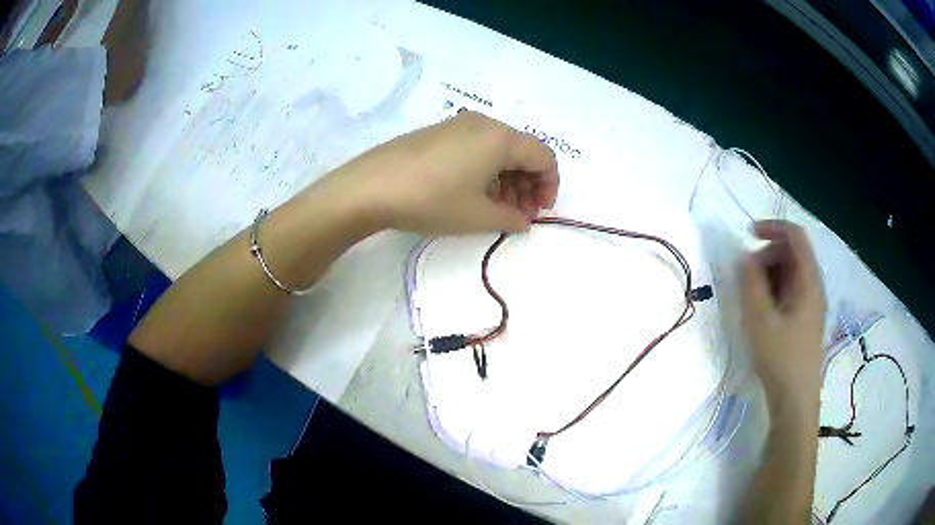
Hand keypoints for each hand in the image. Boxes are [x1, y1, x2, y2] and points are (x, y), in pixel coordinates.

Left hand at [321, 111, 558, 234]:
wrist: (370, 187)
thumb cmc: (432, 200)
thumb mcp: (477, 216)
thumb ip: (511, 218)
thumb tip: (523, 220)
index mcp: (500, 138)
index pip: (543, 156)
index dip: (549, 185)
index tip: (540, 211)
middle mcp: (483, 124)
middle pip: (521, 151)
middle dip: (528, 184)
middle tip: (519, 214)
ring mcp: (457, 125)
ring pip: (498, 150)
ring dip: (507, 179)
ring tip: (496, 209)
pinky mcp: (437, 132)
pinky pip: (475, 147)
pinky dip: (485, 170)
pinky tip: (472, 193)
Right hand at [741, 221, 824, 416]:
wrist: (795, 400)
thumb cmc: (780, 359)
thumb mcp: (760, 321)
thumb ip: (750, 284)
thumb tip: (744, 257)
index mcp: (808, 281)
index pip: (795, 236)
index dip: (772, 227)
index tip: (748, 235)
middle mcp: (813, 286)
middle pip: (792, 253)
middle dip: (766, 255)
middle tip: (745, 277)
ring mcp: (810, 303)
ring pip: (790, 272)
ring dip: (768, 274)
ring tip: (751, 298)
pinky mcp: (804, 319)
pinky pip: (789, 291)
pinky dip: (773, 291)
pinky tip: (761, 312)